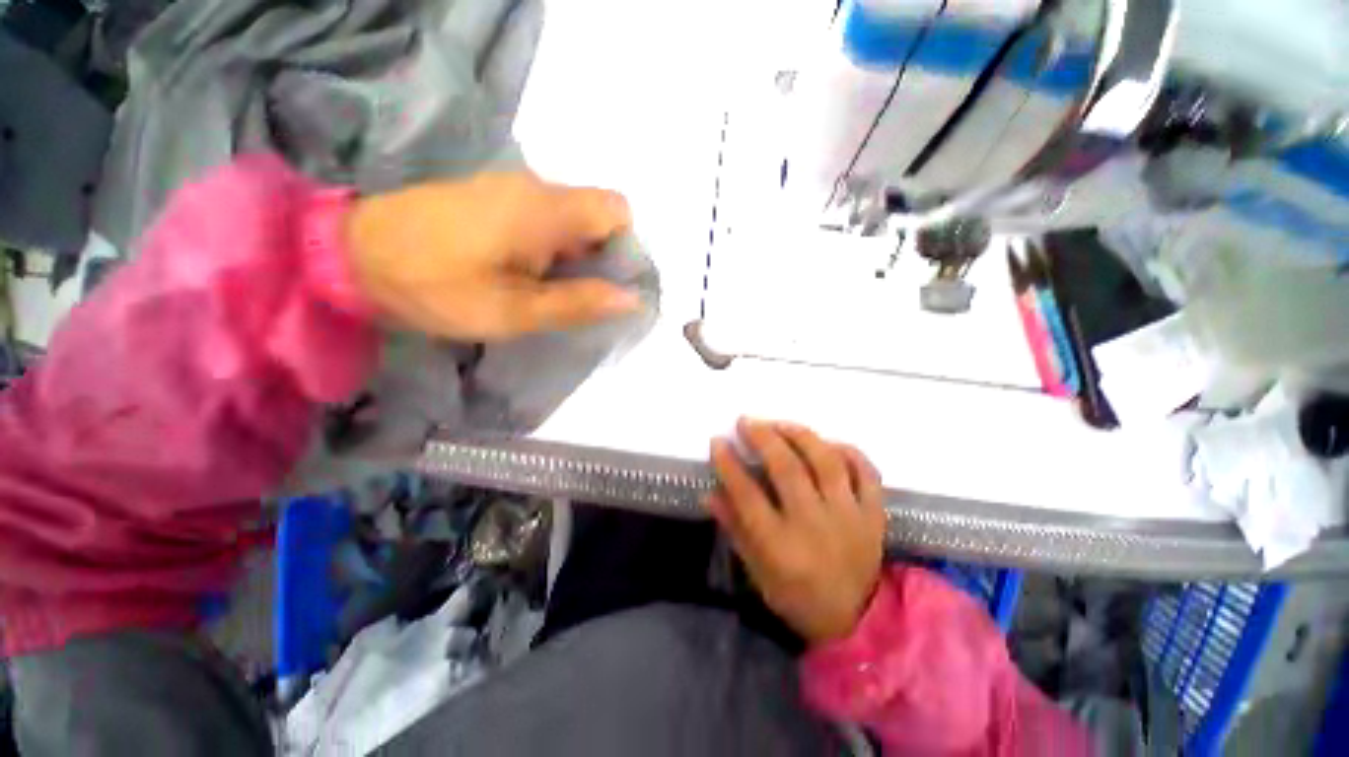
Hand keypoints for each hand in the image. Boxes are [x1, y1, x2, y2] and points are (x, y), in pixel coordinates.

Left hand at [346, 172, 639, 340]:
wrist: (350, 256)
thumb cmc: (436, 287)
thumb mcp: (514, 310)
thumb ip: (577, 303)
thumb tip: (631, 299)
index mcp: (545, 210)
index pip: (618, 211)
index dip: (626, 247)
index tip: (611, 283)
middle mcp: (536, 188)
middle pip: (597, 215)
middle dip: (601, 257)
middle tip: (581, 298)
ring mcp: (512, 189)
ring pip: (571, 220)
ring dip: (575, 255)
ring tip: (551, 292)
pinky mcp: (493, 198)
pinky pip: (545, 219)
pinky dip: (552, 248)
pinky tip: (528, 274)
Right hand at [709, 419, 886, 644]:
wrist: (857, 622)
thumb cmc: (797, 597)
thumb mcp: (756, 572)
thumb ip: (734, 529)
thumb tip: (710, 493)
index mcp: (781, 547)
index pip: (748, 495)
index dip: (729, 465)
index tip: (718, 441)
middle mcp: (815, 526)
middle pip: (788, 470)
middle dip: (763, 438)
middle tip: (746, 422)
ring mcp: (849, 517)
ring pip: (826, 463)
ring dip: (800, 436)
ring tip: (780, 424)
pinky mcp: (874, 514)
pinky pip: (866, 473)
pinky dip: (848, 451)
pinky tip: (827, 443)